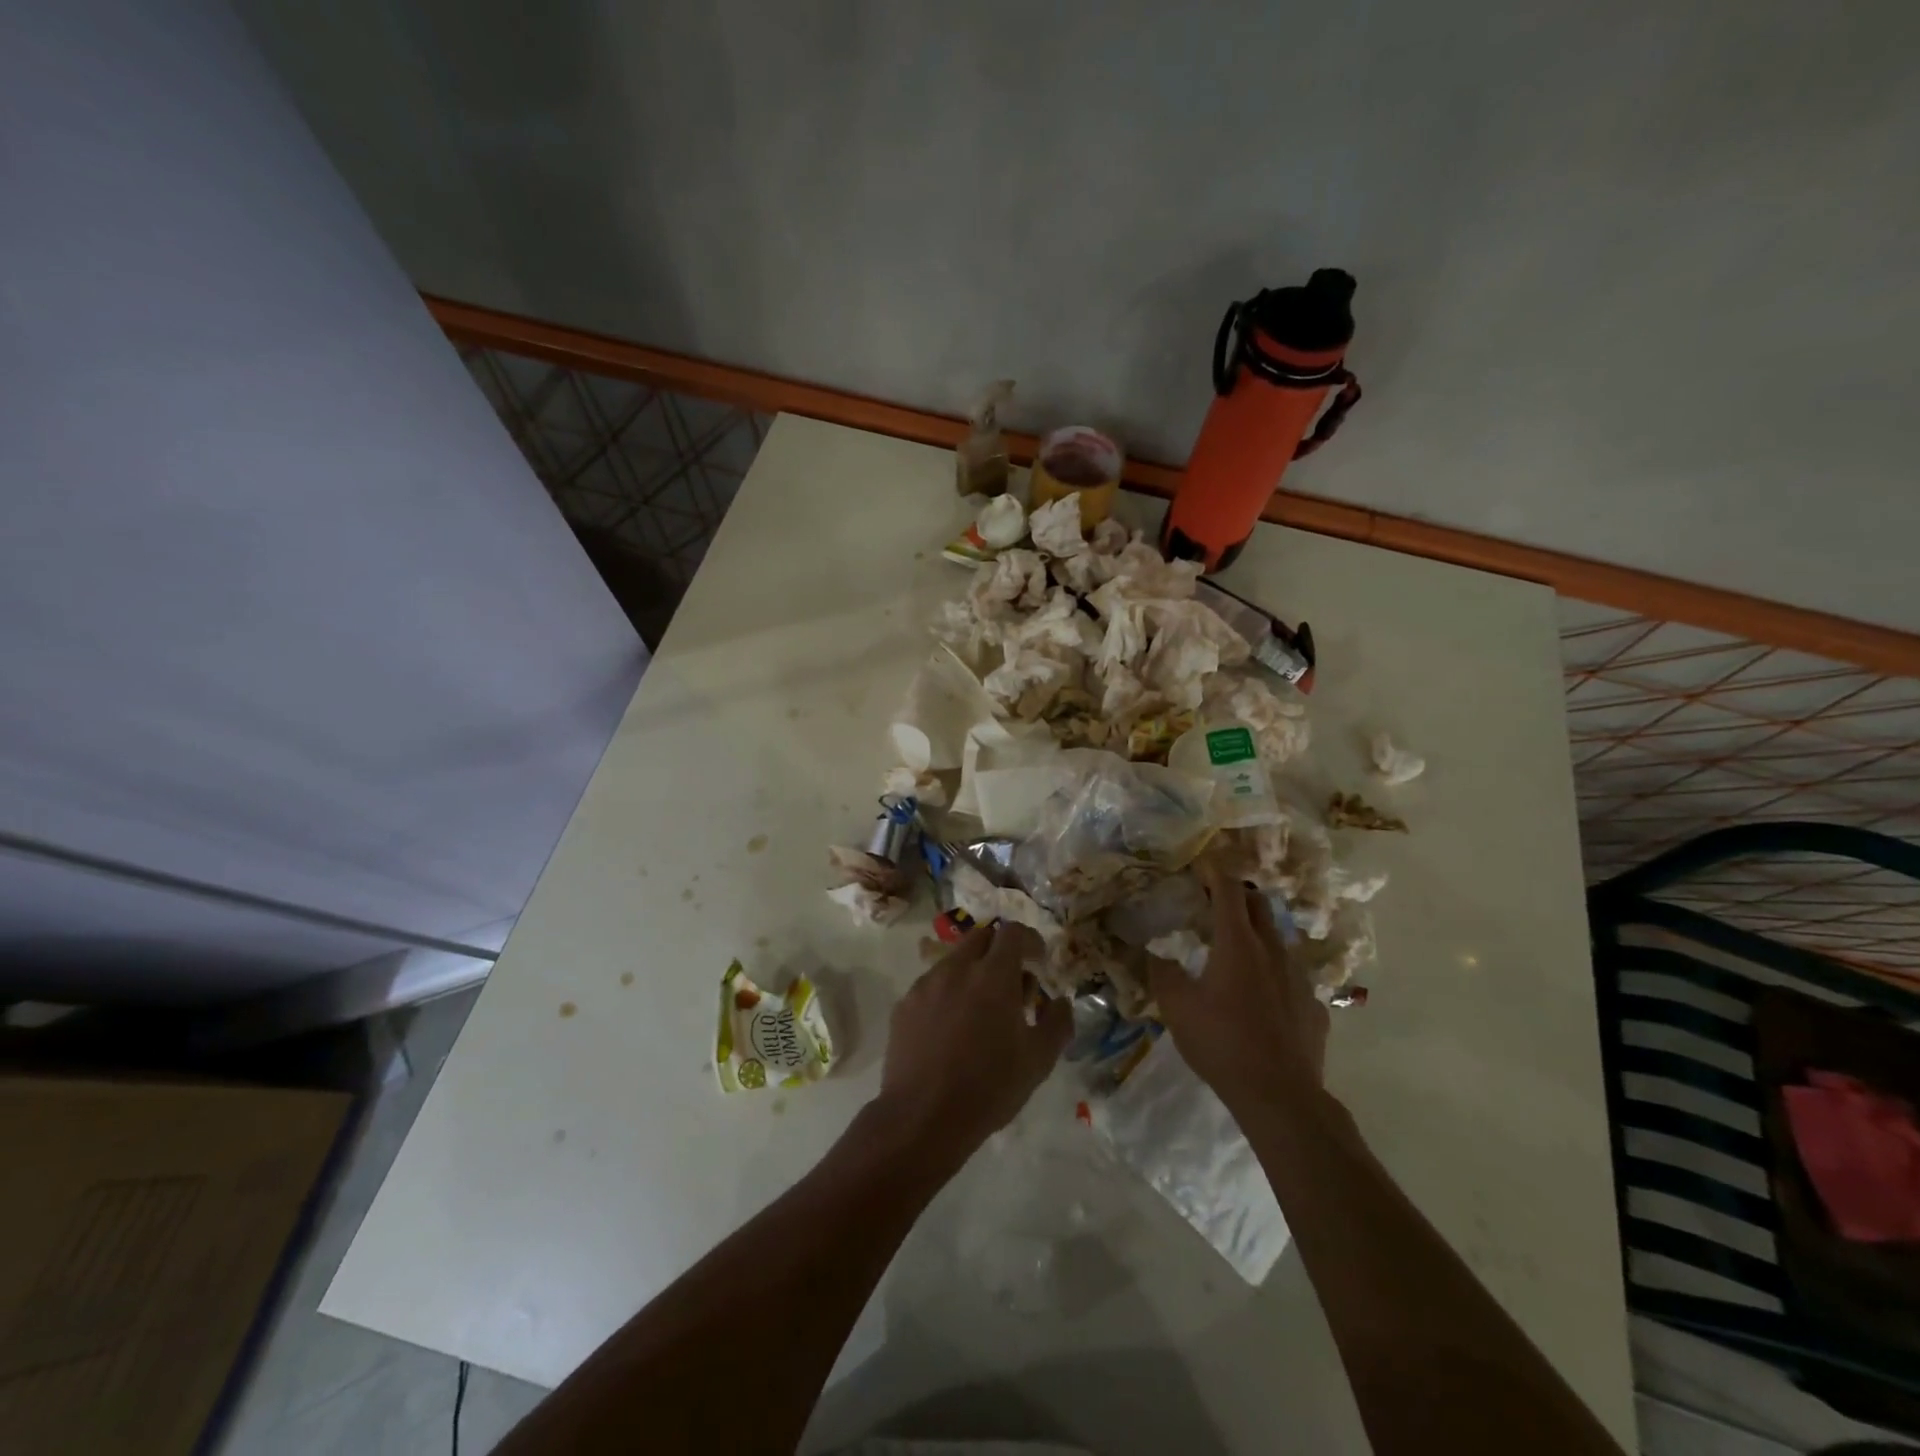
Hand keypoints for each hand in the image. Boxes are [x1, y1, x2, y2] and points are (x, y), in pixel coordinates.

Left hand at [873, 921, 1070, 1158]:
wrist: (922, 1117)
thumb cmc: (988, 1087)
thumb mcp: (1038, 1060)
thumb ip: (1057, 1022)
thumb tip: (1060, 1002)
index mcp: (993, 975)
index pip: (1013, 932)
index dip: (1030, 940)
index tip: (1039, 960)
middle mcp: (957, 968)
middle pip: (981, 937)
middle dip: (1000, 951)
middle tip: (1011, 984)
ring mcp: (926, 984)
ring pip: (955, 960)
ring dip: (973, 972)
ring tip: (981, 1011)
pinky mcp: (905, 1004)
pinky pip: (932, 984)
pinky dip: (948, 993)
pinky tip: (951, 1029)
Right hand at [1149, 859, 1328, 1113]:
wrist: (1280, 1095)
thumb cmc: (1222, 1042)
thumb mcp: (1177, 1007)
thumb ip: (1162, 973)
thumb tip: (1153, 952)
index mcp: (1238, 943)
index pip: (1228, 891)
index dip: (1214, 872)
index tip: (1202, 864)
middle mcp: (1273, 951)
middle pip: (1259, 905)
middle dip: (1238, 894)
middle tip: (1216, 899)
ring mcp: (1299, 978)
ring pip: (1278, 940)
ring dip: (1257, 932)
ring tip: (1237, 948)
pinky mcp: (1314, 1006)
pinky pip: (1292, 977)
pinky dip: (1274, 973)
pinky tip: (1263, 997)